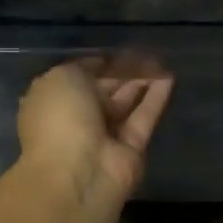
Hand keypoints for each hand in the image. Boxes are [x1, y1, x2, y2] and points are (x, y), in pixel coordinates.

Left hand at [18, 61, 173, 205]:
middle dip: (123, 72)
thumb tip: (103, 65)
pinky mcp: (131, 149)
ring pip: (126, 103)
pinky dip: (156, 98)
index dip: (99, 63)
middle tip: (146, 52)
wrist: (78, 173)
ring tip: (161, 61)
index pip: (78, 77)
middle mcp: (77, 119)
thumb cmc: (60, 118)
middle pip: (104, 90)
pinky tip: (170, 78)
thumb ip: (84, 68)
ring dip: (142, 82)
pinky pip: (144, 118)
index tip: (119, 49)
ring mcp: (105, 136)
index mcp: (52, 102)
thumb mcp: (62, 77)